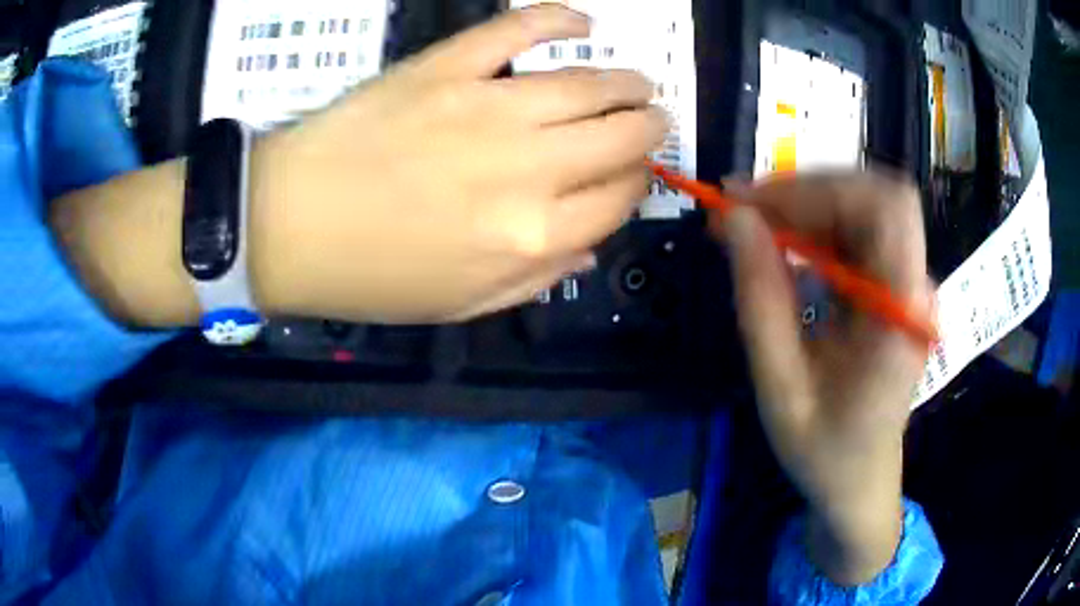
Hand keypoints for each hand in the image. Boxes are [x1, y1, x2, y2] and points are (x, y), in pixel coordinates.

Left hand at [251, 5, 665, 322]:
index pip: (620, 197)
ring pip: (589, 83)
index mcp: (535, 234)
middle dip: (650, 128)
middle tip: (652, 119)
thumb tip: (590, 245)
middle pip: (622, 136)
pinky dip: (559, 19)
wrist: (288, 226)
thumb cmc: (372, 276)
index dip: (638, 183)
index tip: (635, 174)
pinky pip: (518, 29)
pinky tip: (582, 23)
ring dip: (627, 81)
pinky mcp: (447, 66)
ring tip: (636, 82)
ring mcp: (488, 106)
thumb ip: (537, 279)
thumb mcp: (462, 304)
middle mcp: (529, 168)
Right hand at [713, 174, 933, 585]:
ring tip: (750, 224)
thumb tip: (734, 219)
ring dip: (806, 205)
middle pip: (875, 197)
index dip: (822, 188)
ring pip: (864, 207)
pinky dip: (813, 225)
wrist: (860, 482)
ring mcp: (906, 284)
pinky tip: (780, 244)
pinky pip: (856, 233)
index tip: (753, 202)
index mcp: (901, 316)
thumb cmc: (825, 452)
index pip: (887, 209)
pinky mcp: (891, 286)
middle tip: (742, 209)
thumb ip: (761, 302)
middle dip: (807, 191)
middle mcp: (914, 288)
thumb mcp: (782, 389)